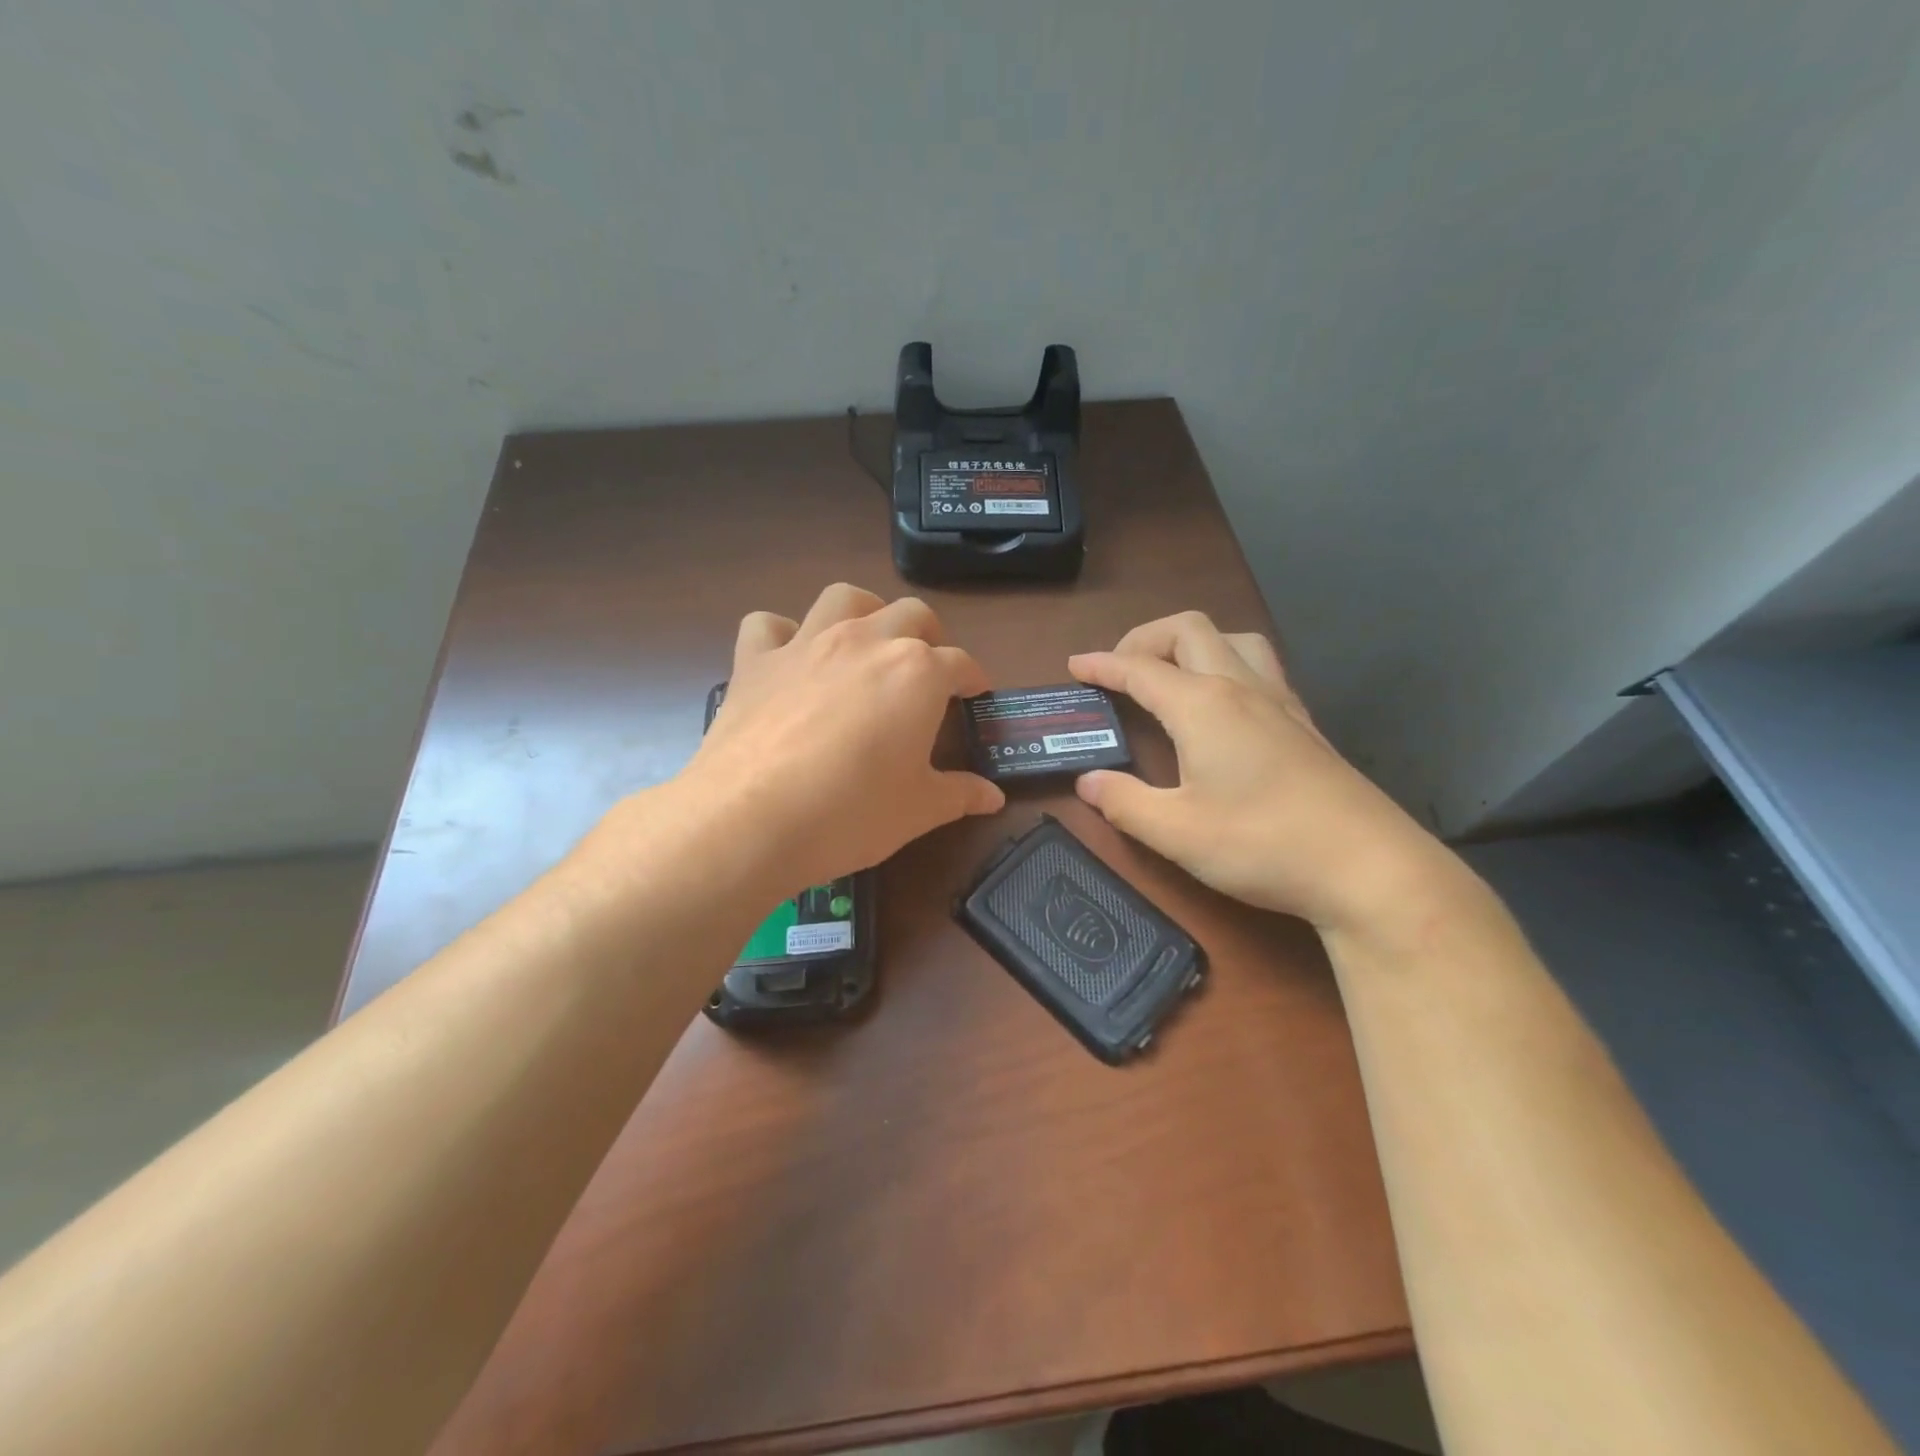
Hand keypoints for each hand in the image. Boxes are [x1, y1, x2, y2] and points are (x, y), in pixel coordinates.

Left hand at [675, 584, 1004, 892]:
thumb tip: (993, 797)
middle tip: (928, 668)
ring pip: (844, 598)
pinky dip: (782, 634)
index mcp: (917, 672)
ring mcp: (807, 644)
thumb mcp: (919, 810)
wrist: (753, 819)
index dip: (973, 678)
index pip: (960, 664)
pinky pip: (769, 625)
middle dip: (929, 636)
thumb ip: (960, 794)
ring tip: (868, 640)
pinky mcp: (756, 661)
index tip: (974, 694)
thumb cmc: (853, 812)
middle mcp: (866, 641)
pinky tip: (789, 657)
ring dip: (865, 611)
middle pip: (911, 615)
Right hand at [1069, 613, 1454, 934]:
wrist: (1367, 866)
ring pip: (1231, 638)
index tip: (1074, 666)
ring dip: (1191, 643)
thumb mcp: (1176, 833)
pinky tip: (1221, 705)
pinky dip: (1225, 663)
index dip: (1101, 665)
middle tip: (1119, 671)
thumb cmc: (1263, 844)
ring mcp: (1279, 701)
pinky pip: (1258, 665)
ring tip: (1169, 676)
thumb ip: (1124, 802)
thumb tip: (1088, 781)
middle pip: (1187, 630)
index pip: (1139, 669)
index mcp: (1202, 705)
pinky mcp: (1303, 722)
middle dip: (1143, 639)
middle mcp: (1240, 687)